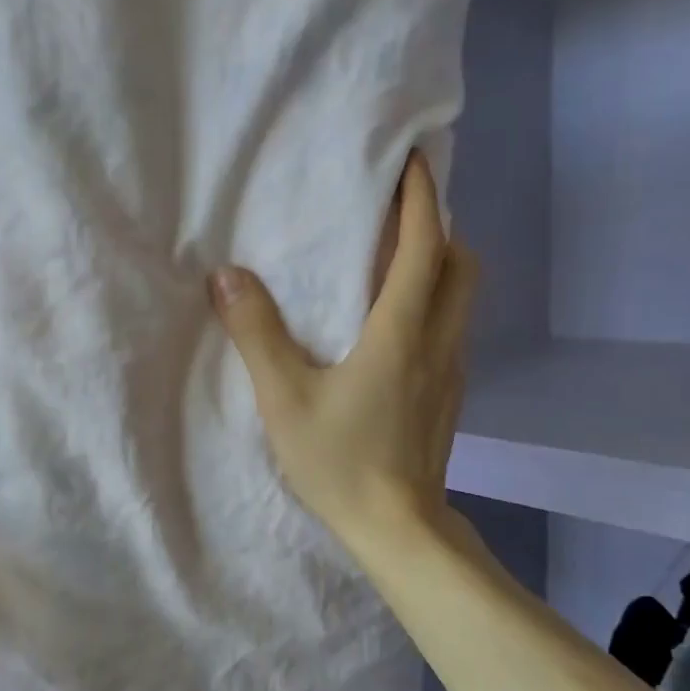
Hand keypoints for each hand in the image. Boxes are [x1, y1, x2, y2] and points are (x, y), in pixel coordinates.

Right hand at [210, 150, 477, 557]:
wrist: (398, 529)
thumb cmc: (341, 461)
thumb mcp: (284, 398)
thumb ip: (256, 334)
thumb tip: (227, 276)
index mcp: (402, 330)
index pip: (424, 245)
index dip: (422, 197)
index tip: (413, 161)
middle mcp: (438, 341)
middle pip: (461, 264)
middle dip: (439, 228)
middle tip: (400, 216)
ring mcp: (451, 372)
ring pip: (462, 299)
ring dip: (440, 266)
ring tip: (396, 263)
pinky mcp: (450, 399)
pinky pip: (452, 330)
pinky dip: (435, 305)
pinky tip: (397, 327)